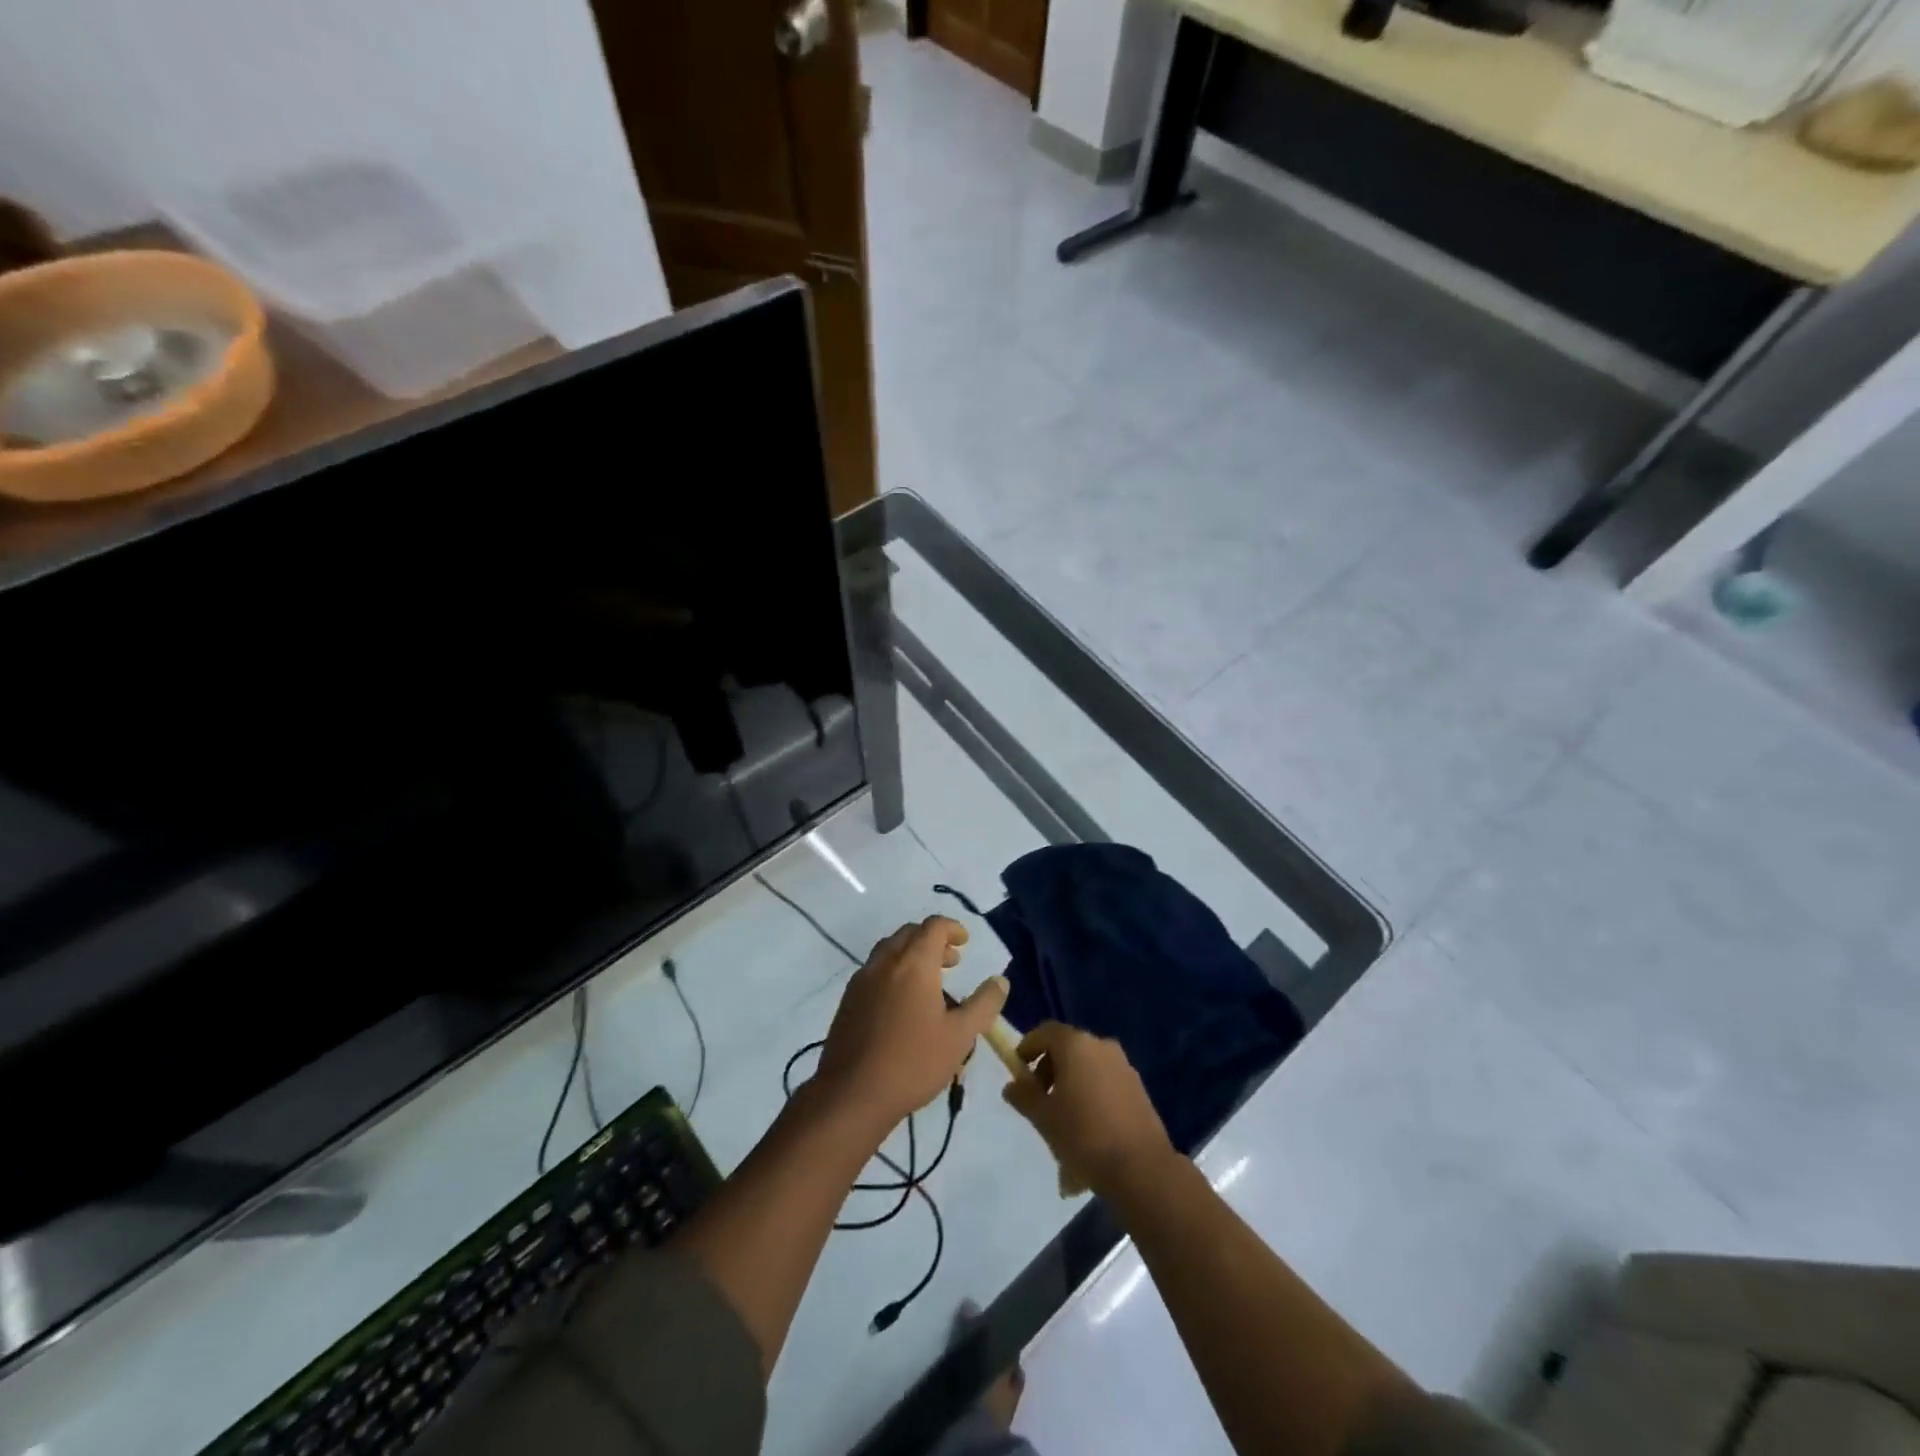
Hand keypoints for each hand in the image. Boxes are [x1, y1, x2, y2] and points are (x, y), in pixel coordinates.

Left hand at [813, 916, 1008, 1137]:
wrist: (853, 1093)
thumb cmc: (913, 1061)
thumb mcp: (960, 1036)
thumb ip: (984, 1004)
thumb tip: (1000, 980)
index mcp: (914, 963)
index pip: (933, 926)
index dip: (952, 928)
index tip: (965, 943)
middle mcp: (885, 962)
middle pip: (909, 933)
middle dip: (932, 940)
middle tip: (952, 963)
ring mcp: (861, 980)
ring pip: (889, 950)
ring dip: (911, 955)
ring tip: (929, 983)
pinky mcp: (848, 1000)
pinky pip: (874, 970)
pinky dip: (893, 971)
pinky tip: (902, 1004)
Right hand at [1001, 1022, 1174, 1195]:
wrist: (1141, 1168)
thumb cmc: (1083, 1135)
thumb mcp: (1043, 1117)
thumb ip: (1024, 1095)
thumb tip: (1012, 1085)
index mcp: (1076, 1045)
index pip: (1045, 1032)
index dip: (1028, 1047)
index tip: (1018, 1071)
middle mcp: (1101, 1045)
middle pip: (1067, 1048)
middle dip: (1049, 1070)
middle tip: (1039, 1101)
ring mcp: (1123, 1065)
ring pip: (1087, 1067)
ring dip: (1070, 1086)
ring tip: (1063, 1122)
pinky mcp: (1138, 1087)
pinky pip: (1105, 1082)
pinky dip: (1091, 1096)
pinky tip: (1088, 1130)